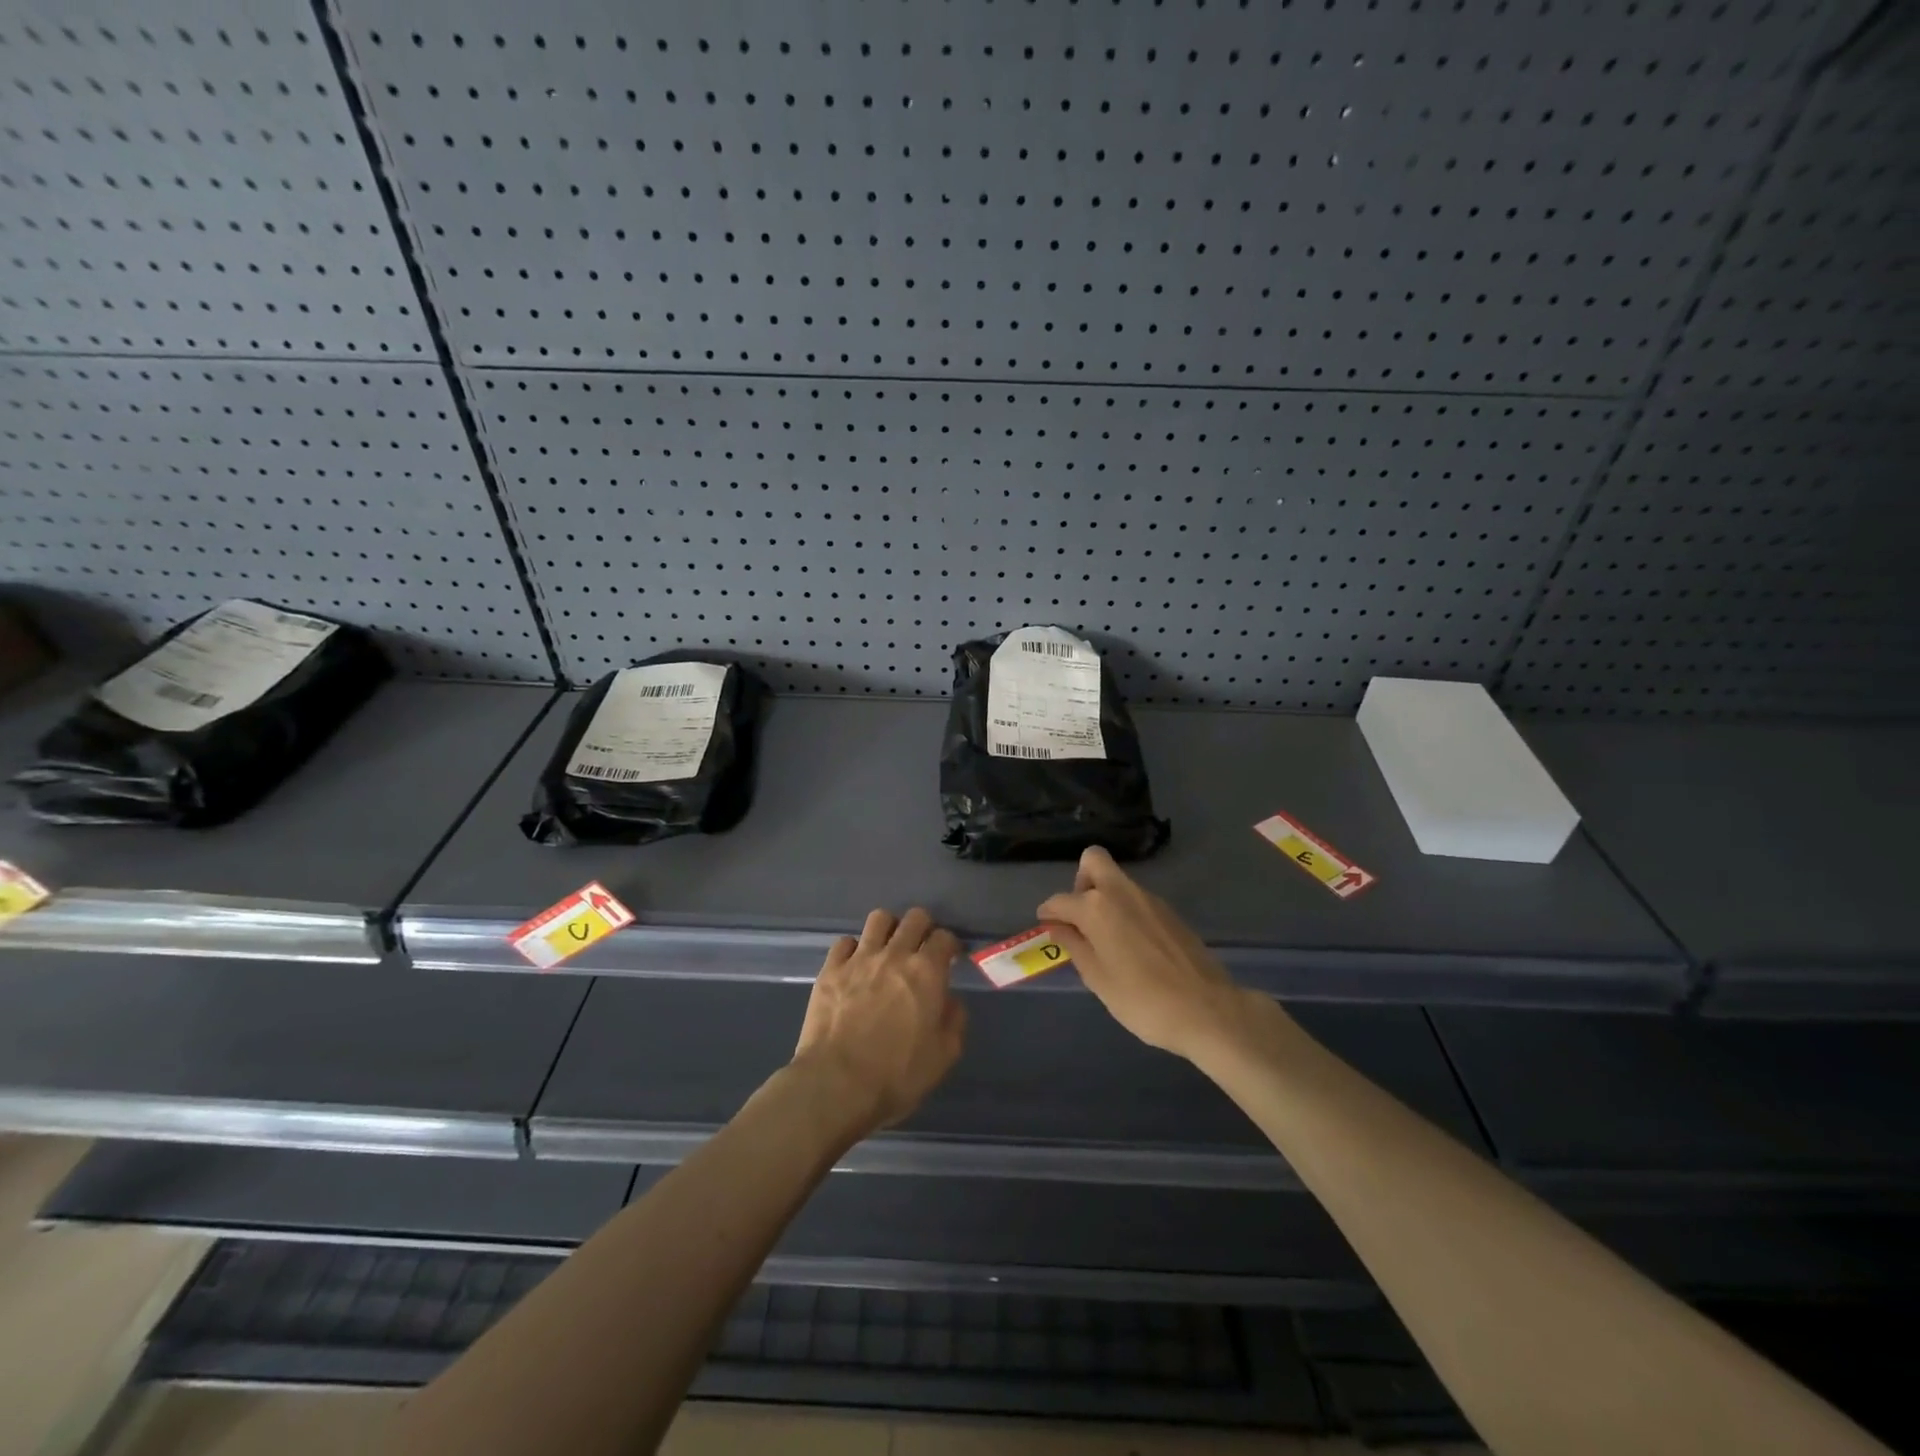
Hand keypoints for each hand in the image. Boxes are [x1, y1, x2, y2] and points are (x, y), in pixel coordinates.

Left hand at [792, 907, 967, 1135]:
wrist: (836, 1085)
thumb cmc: (896, 1075)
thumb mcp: (943, 1056)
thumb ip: (954, 1020)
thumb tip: (950, 1000)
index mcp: (927, 972)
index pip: (944, 937)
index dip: (949, 945)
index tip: (949, 958)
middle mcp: (895, 955)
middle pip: (914, 918)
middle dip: (923, 927)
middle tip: (921, 948)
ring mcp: (859, 959)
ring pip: (879, 919)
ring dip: (889, 929)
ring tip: (888, 948)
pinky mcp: (830, 969)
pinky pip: (844, 942)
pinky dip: (853, 949)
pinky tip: (855, 965)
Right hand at [1038, 846, 1243, 1060]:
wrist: (1207, 1010)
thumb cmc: (1142, 1000)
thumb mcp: (1097, 978)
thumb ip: (1074, 946)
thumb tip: (1057, 926)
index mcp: (1097, 907)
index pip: (1060, 900)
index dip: (1048, 912)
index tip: (1046, 926)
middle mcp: (1122, 892)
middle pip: (1094, 861)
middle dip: (1079, 882)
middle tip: (1080, 918)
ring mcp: (1150, 899)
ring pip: (1117, 881)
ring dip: (1104, 898)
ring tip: (1105, 939)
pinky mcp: (1170, 912)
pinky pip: (1137, 899)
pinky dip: (1125, 911)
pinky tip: (1132, 946)